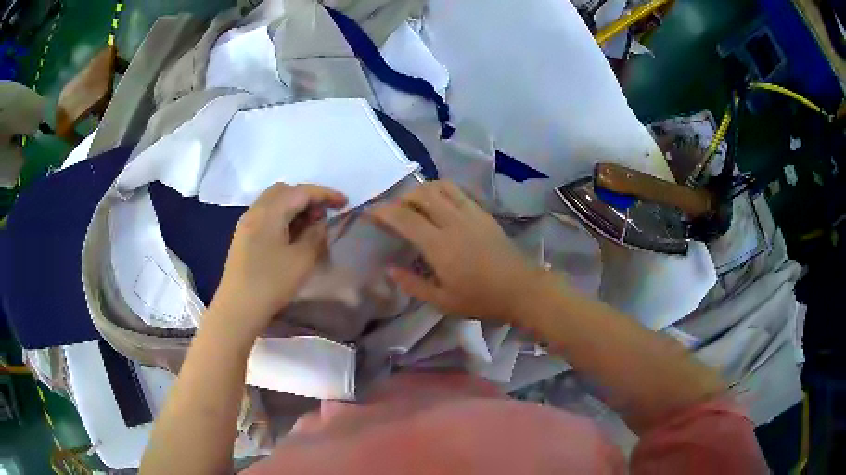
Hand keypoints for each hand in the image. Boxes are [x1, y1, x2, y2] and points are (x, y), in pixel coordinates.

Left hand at [209, 183, 346, 339]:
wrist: (238, 309)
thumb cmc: (271, 283)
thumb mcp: (302, 260)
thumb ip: (315, 235)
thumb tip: (319, 222)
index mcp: (269, 212)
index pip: (301, 192)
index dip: (325, 194)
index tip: (345, 202)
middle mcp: (255, 211)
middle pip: (284, 191)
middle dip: (307, 197)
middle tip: (324, 215)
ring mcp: (246, 224)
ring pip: (274, 202)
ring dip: (294, 207)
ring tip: (310, 226)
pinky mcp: (243, 237)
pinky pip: (266, 216)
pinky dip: (283, 217)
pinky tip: (291, 236)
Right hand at [369, 181, 545, 322]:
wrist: (521, 288)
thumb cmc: (481, 299)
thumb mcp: (443, 301)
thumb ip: (413, 285)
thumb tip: (390, 270)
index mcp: (440, 245)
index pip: (404, 218)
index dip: (383, 212)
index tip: (370, 212)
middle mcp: (453, 222)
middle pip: (421, 194)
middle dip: (401, 198)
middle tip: (393, 212)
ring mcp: (470, 213)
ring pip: (440, 187)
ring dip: (421, 190)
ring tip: (414, 205)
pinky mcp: (482, 212)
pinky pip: (457, 191)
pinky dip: (440, 191)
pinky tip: (438, 205)